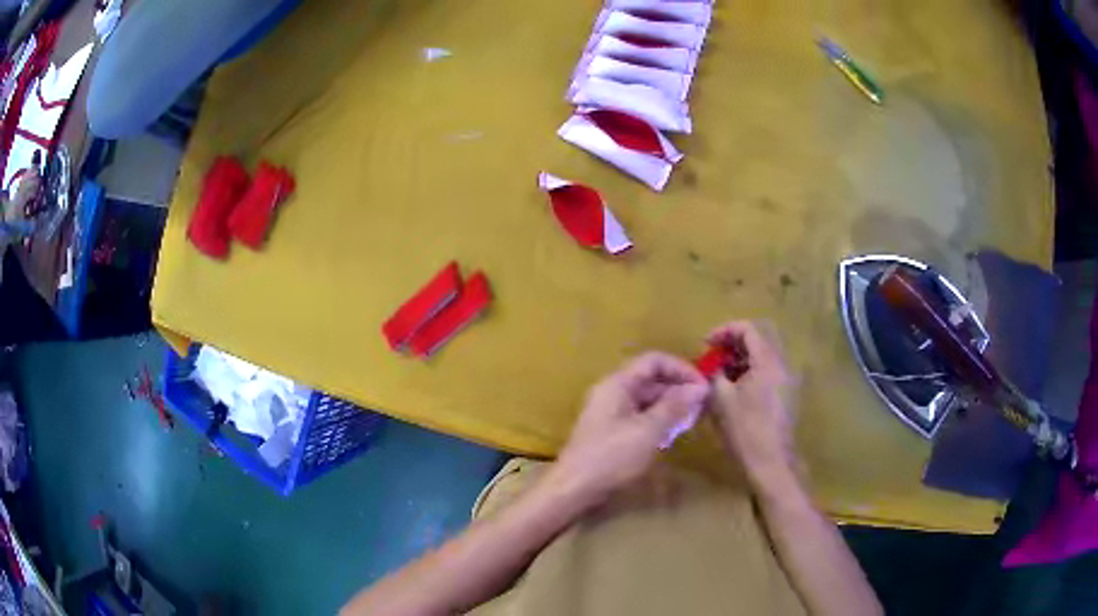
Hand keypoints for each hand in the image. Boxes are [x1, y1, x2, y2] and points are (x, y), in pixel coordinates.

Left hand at [550, 352, 708, 505]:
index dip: (681, 369)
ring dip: (671, 407)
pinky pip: (640, 417)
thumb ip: (675, 406)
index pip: (654, 361)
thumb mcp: (649, 430)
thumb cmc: (612, 456)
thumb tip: (699, 388)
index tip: (703, 387)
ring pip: (647, 400)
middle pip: (651, 380)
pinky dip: (658, 421)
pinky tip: (672, 435)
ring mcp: (611, 413)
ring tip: (692, 421)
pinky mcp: (612, 432)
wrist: (574, 488)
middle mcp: (613, 392)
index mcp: (618, 383)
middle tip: (702, 407)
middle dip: (678, 390)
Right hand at [707, 321, 798, 492]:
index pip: (748, 329)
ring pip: (763, 356)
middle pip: (759, 339)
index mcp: (768, 362)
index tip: (706, 344)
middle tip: (714, 355)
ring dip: (741, 358)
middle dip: (733, 343)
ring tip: (719, 374)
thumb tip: (710, 366)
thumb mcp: (721, 400)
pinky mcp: (785, 395)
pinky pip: (767, 372)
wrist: (770, 463)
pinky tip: (733, 390)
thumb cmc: (745, 430)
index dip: (724, 330)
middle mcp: (781, 365)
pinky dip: (749, 372)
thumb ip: (714, 374)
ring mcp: (786, 380)